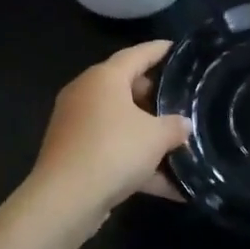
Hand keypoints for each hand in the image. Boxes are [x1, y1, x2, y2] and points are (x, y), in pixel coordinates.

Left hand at [26, 39, 190, 226]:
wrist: (65, 200)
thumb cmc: (113, 150)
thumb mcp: (155, 137)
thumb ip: (174, 126)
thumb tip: (183, 125)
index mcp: (104, 78)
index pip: (136, 54)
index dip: (158, 50)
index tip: (176, 48)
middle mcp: (86, 95)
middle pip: (126, 88)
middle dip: (155, 97)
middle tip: (181, 102)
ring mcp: (77, 127)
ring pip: (120, 124)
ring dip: (148, 137)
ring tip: (181, 146)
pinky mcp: (75, 156)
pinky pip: (113, 152)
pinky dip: (138, 165)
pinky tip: (170, 187)